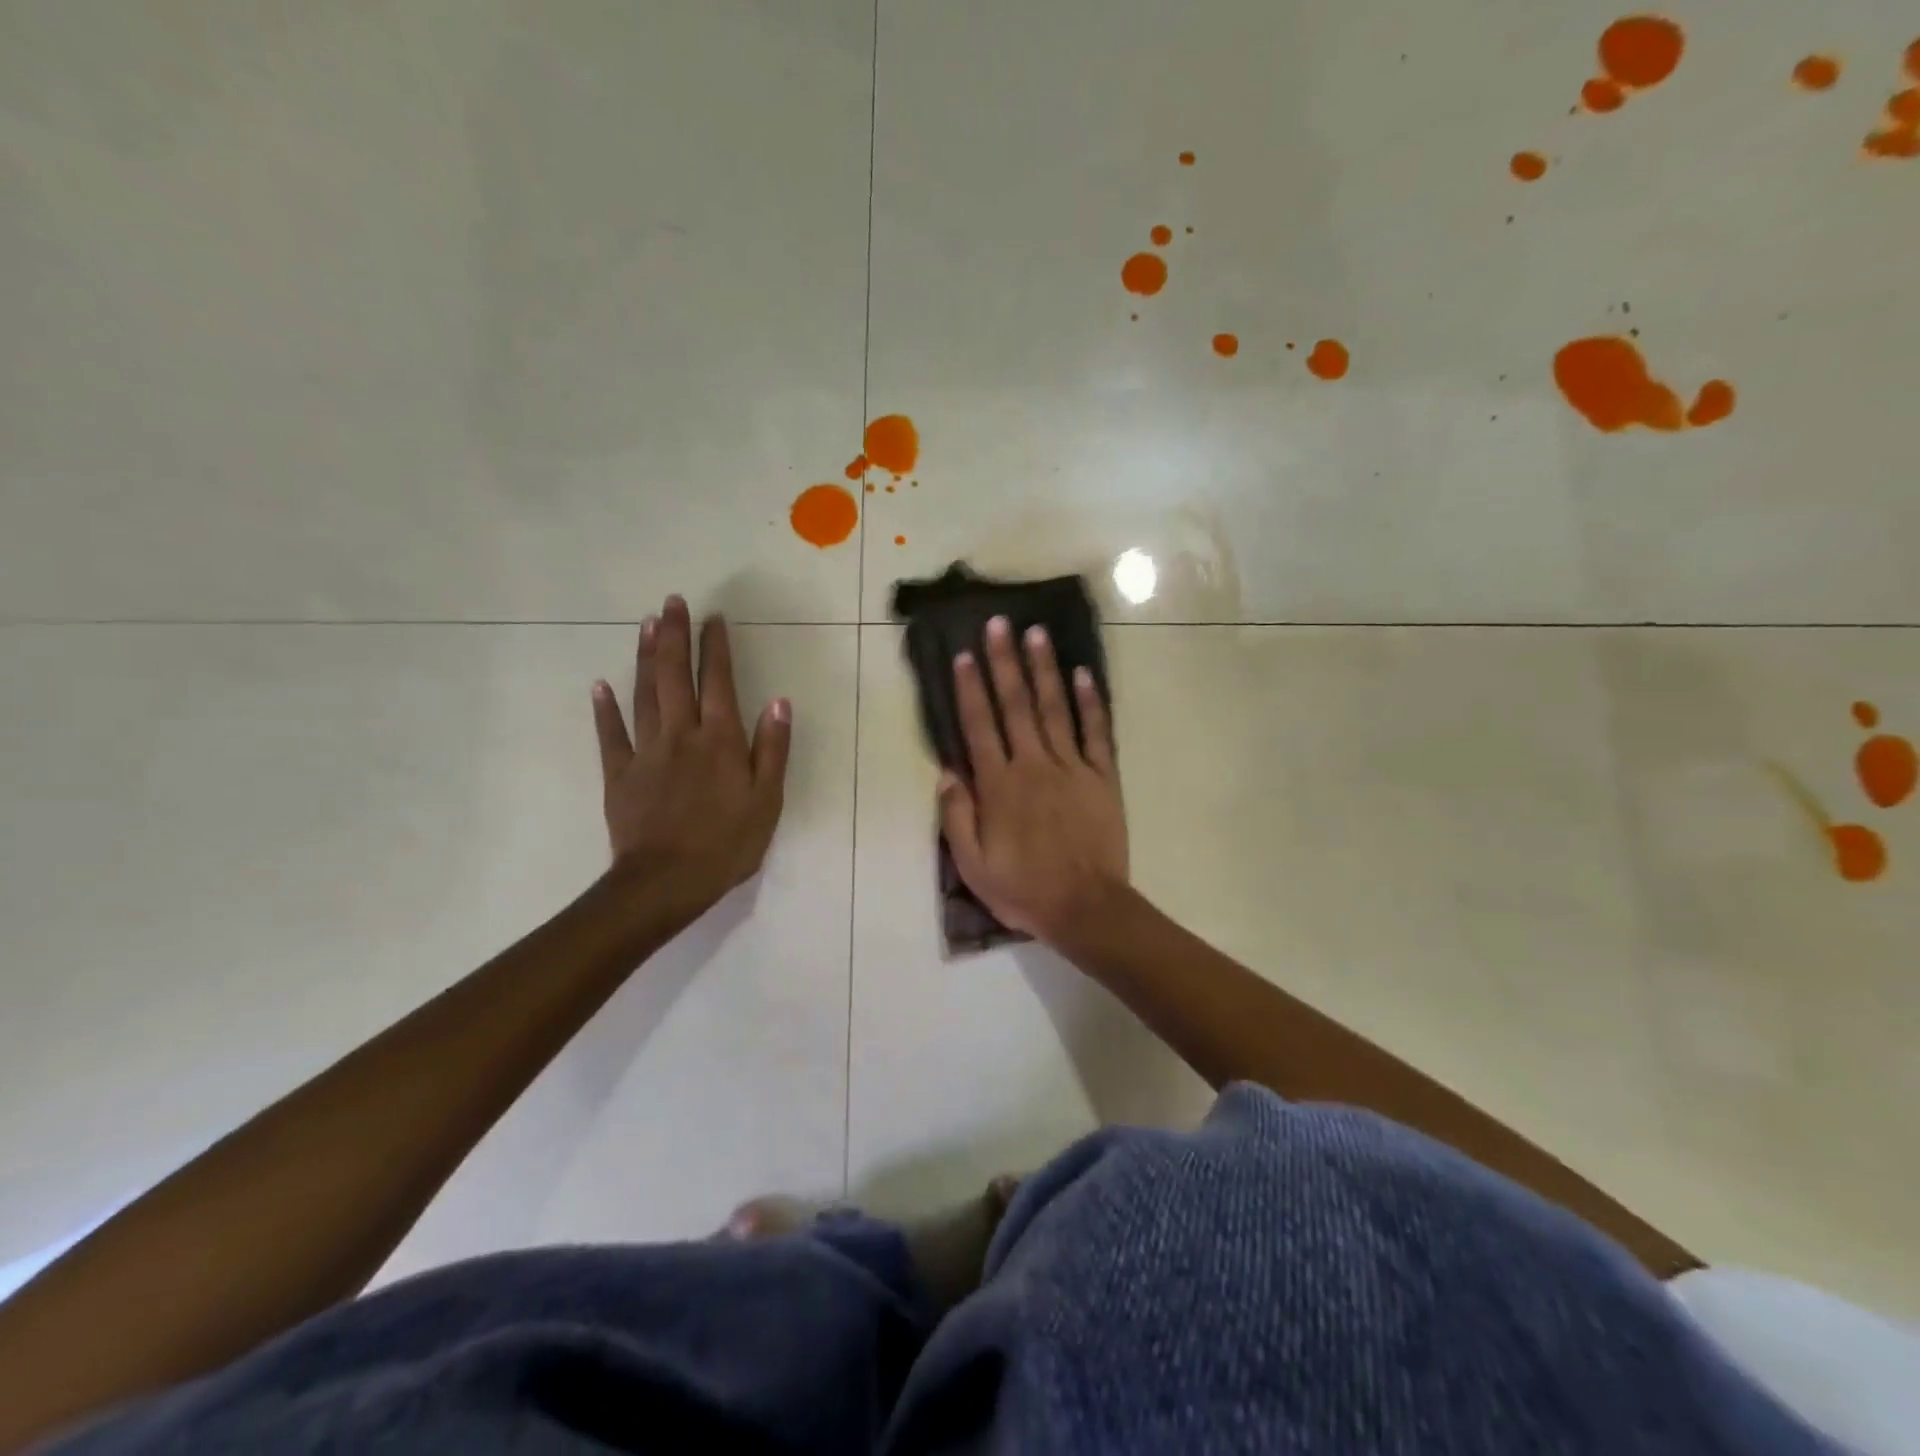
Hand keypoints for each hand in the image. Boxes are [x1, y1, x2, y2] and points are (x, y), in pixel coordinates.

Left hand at [591, 596, 791, 922]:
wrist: (667, 882)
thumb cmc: (727, 844)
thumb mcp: (767, 800)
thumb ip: (773, 749)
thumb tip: (779, 701)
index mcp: (721, 740)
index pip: (719, 681)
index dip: (716, 647)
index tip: (713, 617)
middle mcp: (682, 734)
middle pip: (676, 676)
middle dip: (675, 636)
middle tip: (671, 602)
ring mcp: (646, 752)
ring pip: (645, 694)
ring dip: (646, 658)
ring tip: (646, 625)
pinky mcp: (619, 774)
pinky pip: (611, 734)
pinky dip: (605, 708)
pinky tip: (600, 685)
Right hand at [937, 615, 1128, 943]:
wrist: (1086, 907)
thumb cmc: (1023, 889)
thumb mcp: (973, 864)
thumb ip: (957, 816)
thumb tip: (948, 771)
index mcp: (999, 786)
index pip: (980, 727)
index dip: (970, 689)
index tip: (963, 655)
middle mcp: (1033, 765)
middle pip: (1015, 705)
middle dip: (1004, 662)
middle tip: (998, 624)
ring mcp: (1071, 768)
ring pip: (1054, 709)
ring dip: (1044, 669)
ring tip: (1036, 633)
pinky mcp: (1102, 778)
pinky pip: (1096, 734)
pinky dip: (1090, 703)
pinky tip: (1083, 674)